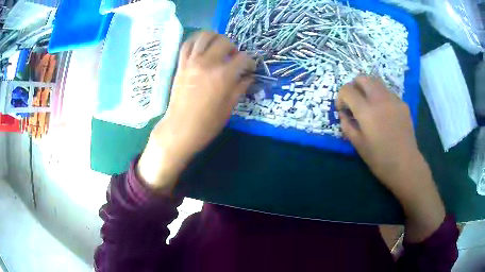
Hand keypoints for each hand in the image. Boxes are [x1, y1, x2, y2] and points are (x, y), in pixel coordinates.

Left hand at [137, 31, 255, 192]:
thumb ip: (240, 87)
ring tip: (219, 46)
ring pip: (205, 36)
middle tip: (234, 58)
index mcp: (223, 75)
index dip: (250, 63)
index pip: (243, 59)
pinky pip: (188, 44)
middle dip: (234, 48)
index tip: (250, 69)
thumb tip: (249, 76)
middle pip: (225, 42)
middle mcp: (208, 63)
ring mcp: (192, 61)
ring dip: (216, 37)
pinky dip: (196, 40)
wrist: (181, 128)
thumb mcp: (229, 107)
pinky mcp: (181, 64)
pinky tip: (202, 45)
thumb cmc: (207, 123)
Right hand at [337, 76, 418, 191]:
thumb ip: (347, 126)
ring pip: (376, 82)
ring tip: (369, 105)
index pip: (347, 90)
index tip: (342, 109)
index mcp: (366, 111)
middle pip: (362, 78)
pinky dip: (381, 96)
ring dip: (367, 89)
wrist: (405, 165)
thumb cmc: (379, 159)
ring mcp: (393, 99)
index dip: (341, 97)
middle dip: (354, 86)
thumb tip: (343, 115)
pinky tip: (384, 112)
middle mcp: (379, 99)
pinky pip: (388, 92)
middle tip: (354, 102)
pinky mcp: (402, 103)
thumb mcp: (358, 145)